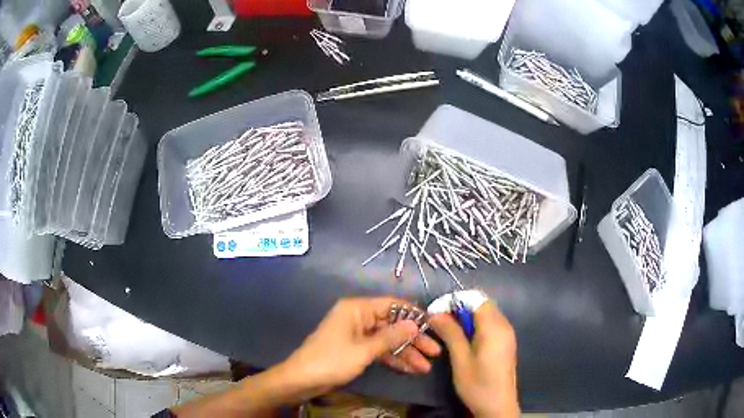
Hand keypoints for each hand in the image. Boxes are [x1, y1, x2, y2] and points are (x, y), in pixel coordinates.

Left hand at [281, 297, 441, 395]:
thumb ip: (391, 337)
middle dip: (413, 340)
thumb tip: (415, 324)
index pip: (392, 304)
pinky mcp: (356, 349)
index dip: (414, 314)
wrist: (302, 380)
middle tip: (435, 352)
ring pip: (388, 339)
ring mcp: (357, 334)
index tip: (434, 325)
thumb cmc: (331, 361)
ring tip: (426, 367)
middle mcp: (358, 317)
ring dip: (406, 352)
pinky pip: (379, 350)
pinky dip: (393, 359)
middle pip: (392, 324)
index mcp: (357, 309)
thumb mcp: (364, 350)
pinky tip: (410, 369)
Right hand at [430, 301, 519, 417]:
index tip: (436, 312)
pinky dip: (476, 325)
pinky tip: (464, 339)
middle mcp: (504, 325)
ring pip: (486, 313)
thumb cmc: (477, 384)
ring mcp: (507, 333)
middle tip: (440, 322)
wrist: (498, 406)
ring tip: (448, 331)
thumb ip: (450, 333)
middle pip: (482, 304)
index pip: (476, 299)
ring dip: (467, 316)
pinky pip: (491, 323)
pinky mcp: (506, 342)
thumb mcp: (460, 360)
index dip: (455, 301)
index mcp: (494, 327)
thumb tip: (435, 313)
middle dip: (460, 308)